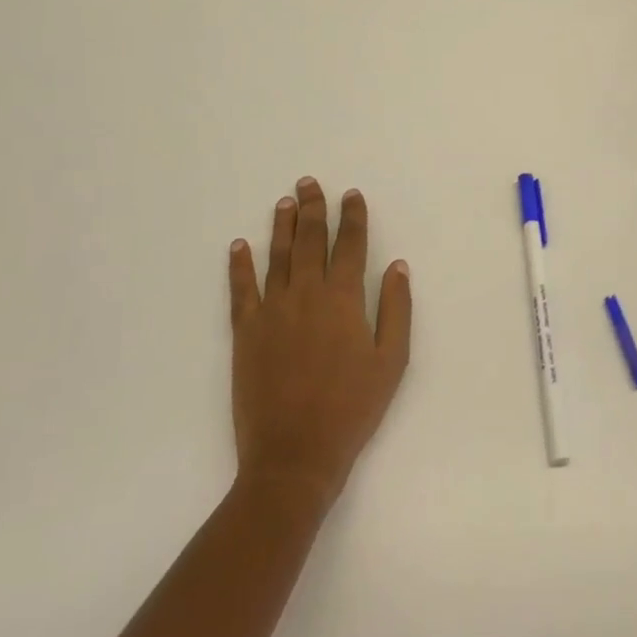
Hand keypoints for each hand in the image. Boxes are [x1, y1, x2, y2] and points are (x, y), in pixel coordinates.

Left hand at [227, 178, 410, 517]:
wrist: (295, 453)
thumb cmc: (352, 408)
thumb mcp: (391, 361)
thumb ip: (396, 308)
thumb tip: (398, 266)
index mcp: (343, 299)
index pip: (350, 245)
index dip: (352, 217)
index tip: (351, 195)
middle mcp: (306, 294)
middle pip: (310, 240)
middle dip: (313, 209)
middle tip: (309, 183)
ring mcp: (271, 310)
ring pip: (277, 256)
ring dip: (281, 226)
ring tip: (285, 202)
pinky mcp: (245, 332)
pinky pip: (241, 289)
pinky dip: (239, 264)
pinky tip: (239, 245)